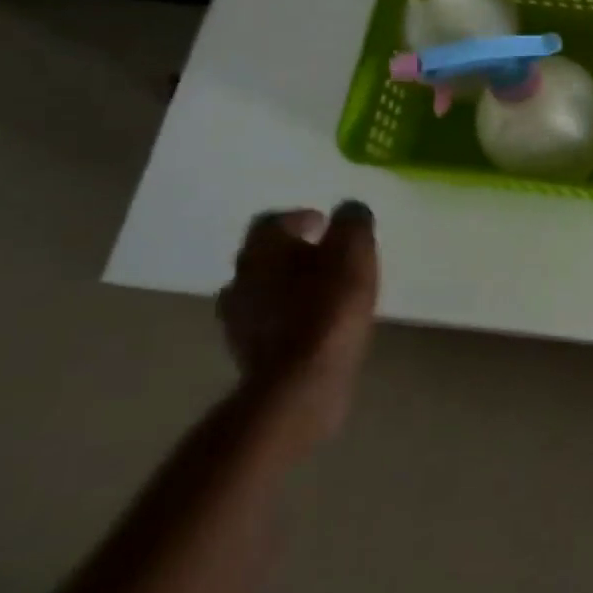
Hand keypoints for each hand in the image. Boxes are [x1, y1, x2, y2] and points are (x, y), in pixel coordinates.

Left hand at [215, 202, 379, 449]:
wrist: (301, 382)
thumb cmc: (329, 306)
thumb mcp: (354, 250)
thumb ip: (352, 222)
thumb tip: (349, 210)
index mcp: (262, 249)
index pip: (273, 221)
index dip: (299, 218)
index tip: (325, 224)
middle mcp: (240, 278)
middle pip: (264, 256)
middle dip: (293, 253)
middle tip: (325, 256)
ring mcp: (239, 320)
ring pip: (263, 292)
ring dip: (287, 287)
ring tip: (322, 292)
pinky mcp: (249, 354)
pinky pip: (268, 324)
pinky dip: (288, 318)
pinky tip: (314, 325)